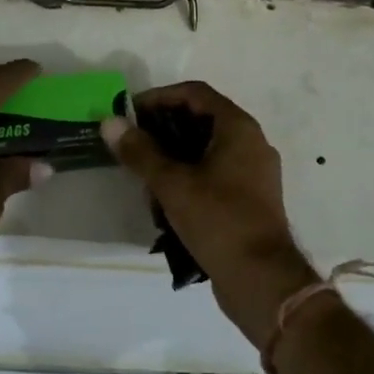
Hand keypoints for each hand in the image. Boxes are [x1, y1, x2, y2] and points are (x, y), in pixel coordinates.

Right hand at [102, 81, 319, 348]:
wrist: (262, 280)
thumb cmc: (219, 220)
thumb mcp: (172, 184)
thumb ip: (140, 151)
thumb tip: (110, 122)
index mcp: (238, 128)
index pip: (195, 93)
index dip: (159, 97)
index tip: (129, 114)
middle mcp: (251, 142)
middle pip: (200, 120)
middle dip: (163, 132)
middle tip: (133, 147)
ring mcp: (253, 172)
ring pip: (205, 151)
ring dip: (173, 160)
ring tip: (145, 181)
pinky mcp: (250, 199)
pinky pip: (214, 175)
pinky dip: (189, 180)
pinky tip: (166, 204)